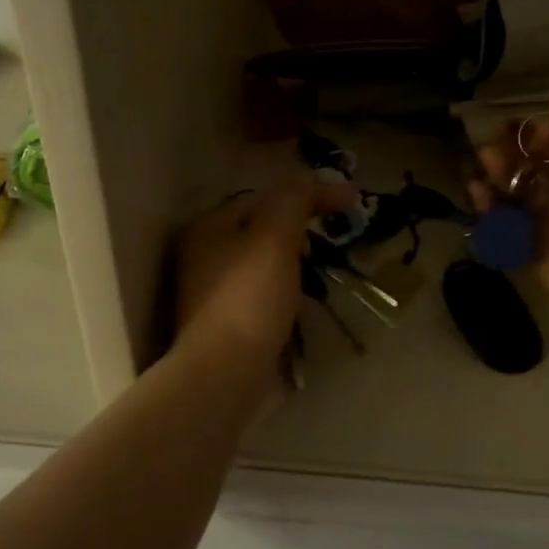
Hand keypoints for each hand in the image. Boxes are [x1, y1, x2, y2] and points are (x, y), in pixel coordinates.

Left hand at [175, 174, 354, 366]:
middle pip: (259, 230)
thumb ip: (295, 199)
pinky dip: (282, 294)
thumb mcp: (275, 237)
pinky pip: (259, 296)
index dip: (306, 195)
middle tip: (329, 241)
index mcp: (208, 227)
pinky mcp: (223, 324)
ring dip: (292, 265)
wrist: (225, 373)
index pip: (262, 197)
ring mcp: (209, 293)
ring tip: (320, 273)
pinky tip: (300, 306)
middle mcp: (201, 256)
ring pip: (260, 264)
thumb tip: (317, 176)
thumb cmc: (250, 297)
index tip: (346, 205)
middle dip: (297, 232)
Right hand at [470, 84, 548, 347]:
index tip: (522, 128)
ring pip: (517, 193)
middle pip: (535, 165)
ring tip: (483, 166)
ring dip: (497, 176)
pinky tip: (477, 195)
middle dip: (512, 152)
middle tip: (492, 148)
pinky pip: (507, 226)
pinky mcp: (535, 253)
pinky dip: (490, 210)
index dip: (540, 131)